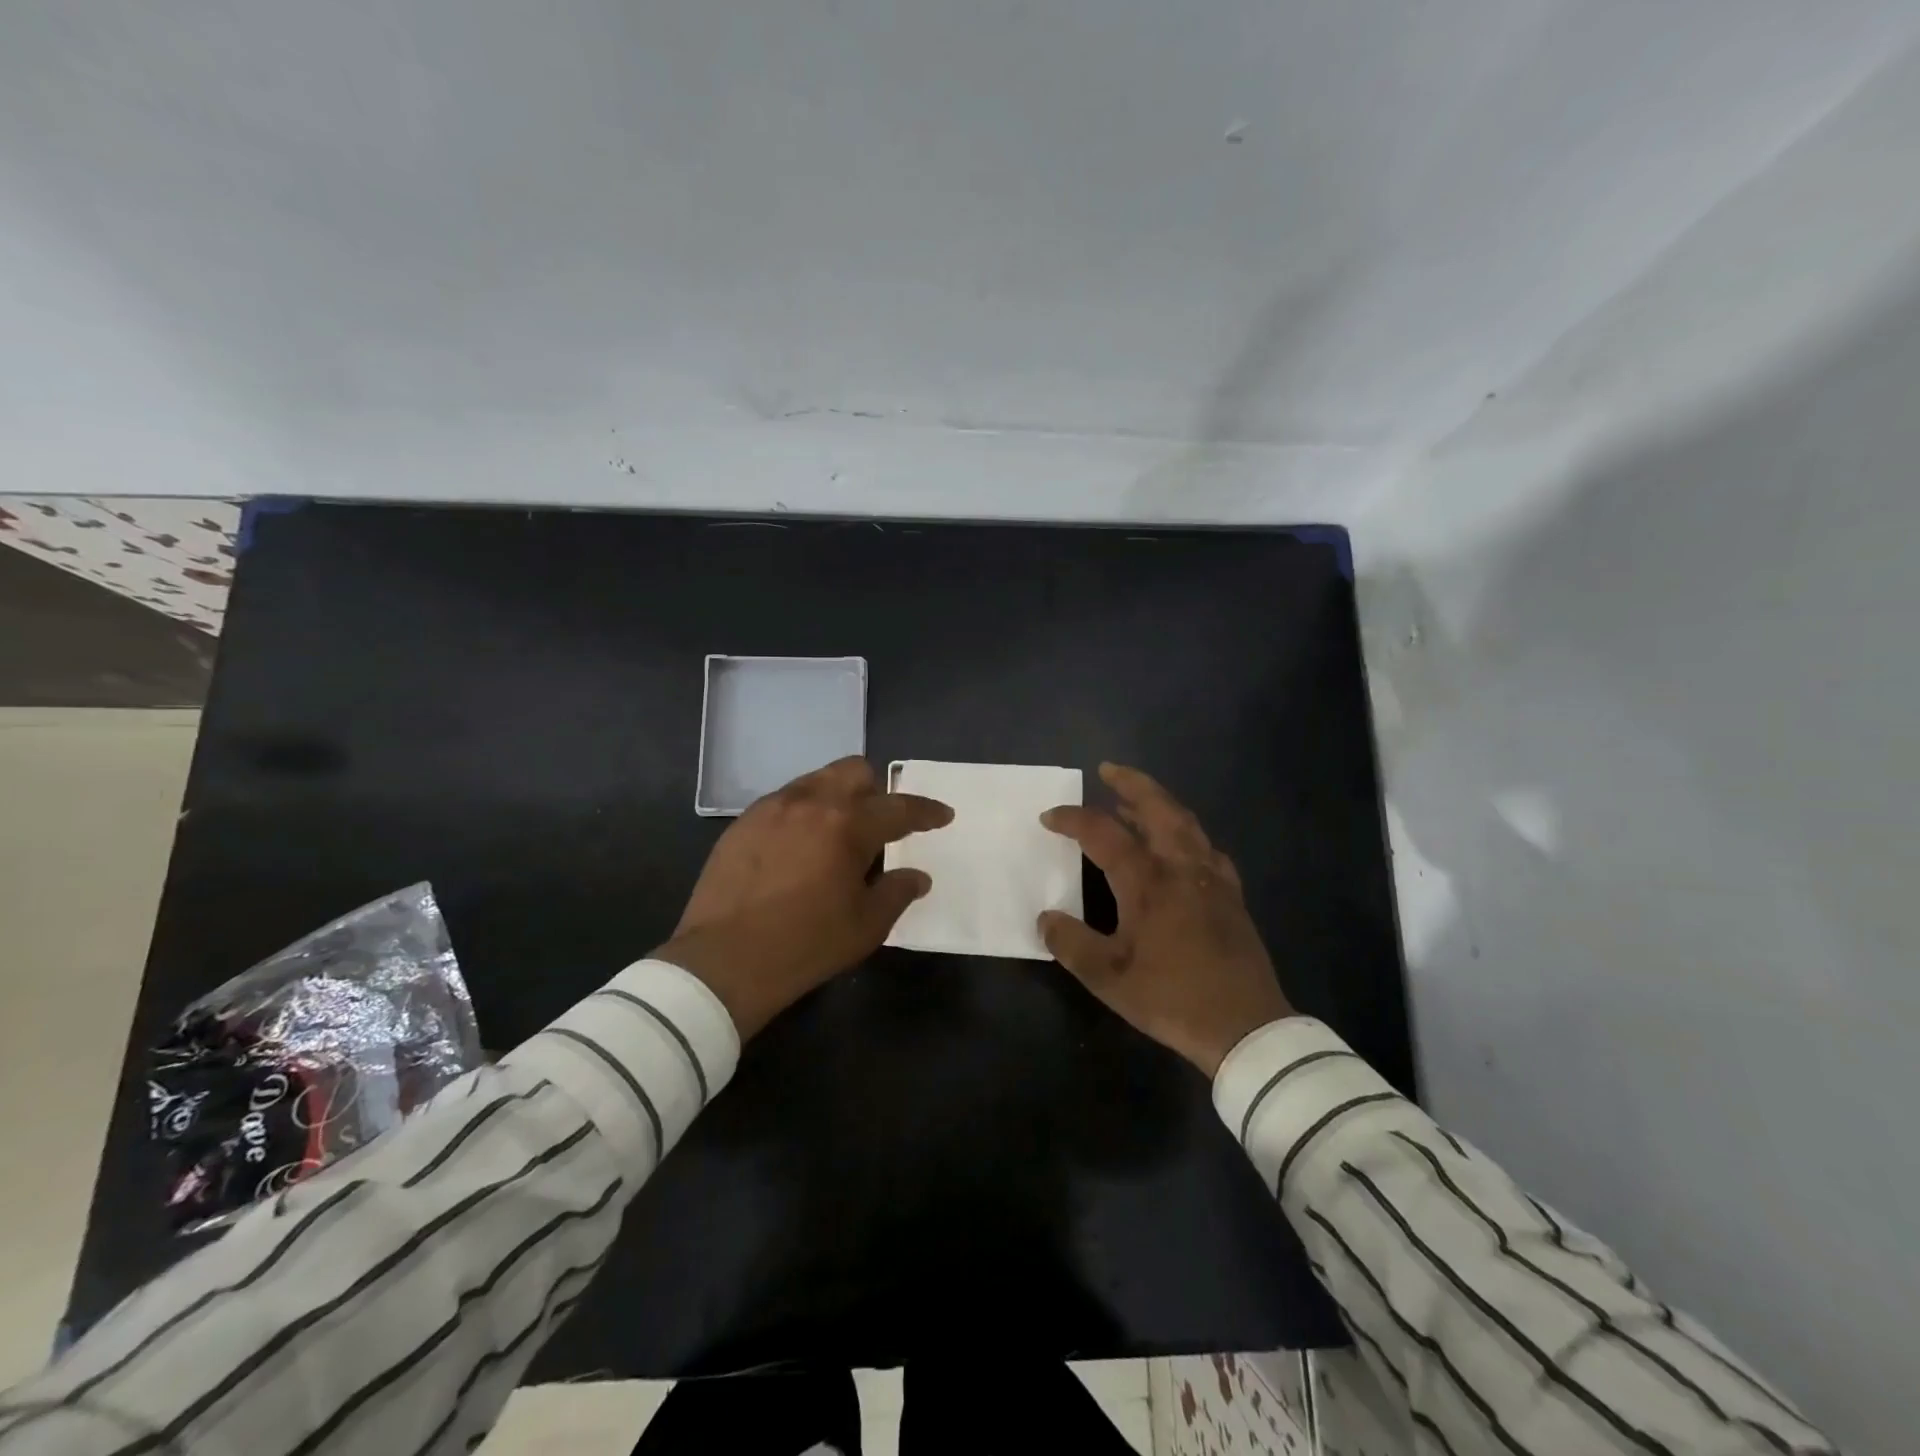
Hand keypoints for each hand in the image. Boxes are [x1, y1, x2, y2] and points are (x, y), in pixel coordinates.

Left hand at [654, 756, 952, 1038]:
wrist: (723, 961)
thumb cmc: (805, 945)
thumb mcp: (866, 926)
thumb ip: (897, 892)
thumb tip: (917, 876)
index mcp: (848, 825)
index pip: (899, 808)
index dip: (927, 811)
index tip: (942, 816)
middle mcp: (810, 802)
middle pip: (855, 770)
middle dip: (877, 790)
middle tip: (880, 825)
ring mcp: (772, 808)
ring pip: (817, 779)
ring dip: (838, 797)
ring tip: (838, 834)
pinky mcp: (743, 822)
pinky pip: (785, 800)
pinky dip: (804, 812)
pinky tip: (800, 847)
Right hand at [1038, 763, 1292, 1075]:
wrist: (1245, 1027)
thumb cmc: (1172, 998)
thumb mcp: (1108, 978)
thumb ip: (1072, 943)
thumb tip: (1045, 918)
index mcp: (1148, 881)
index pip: (1103, 833)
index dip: (1073, 819)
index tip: (1049, 817)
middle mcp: (1182, 867)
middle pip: (1158, 808)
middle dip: (1131, 783)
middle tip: (1107, 770)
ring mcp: (1212, 878)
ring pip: (1185, 823)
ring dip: (1158, 803)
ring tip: (1133, 802)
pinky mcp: (1231, 895)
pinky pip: (1206, 848)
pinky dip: (1185, 833)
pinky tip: (1178, 846)